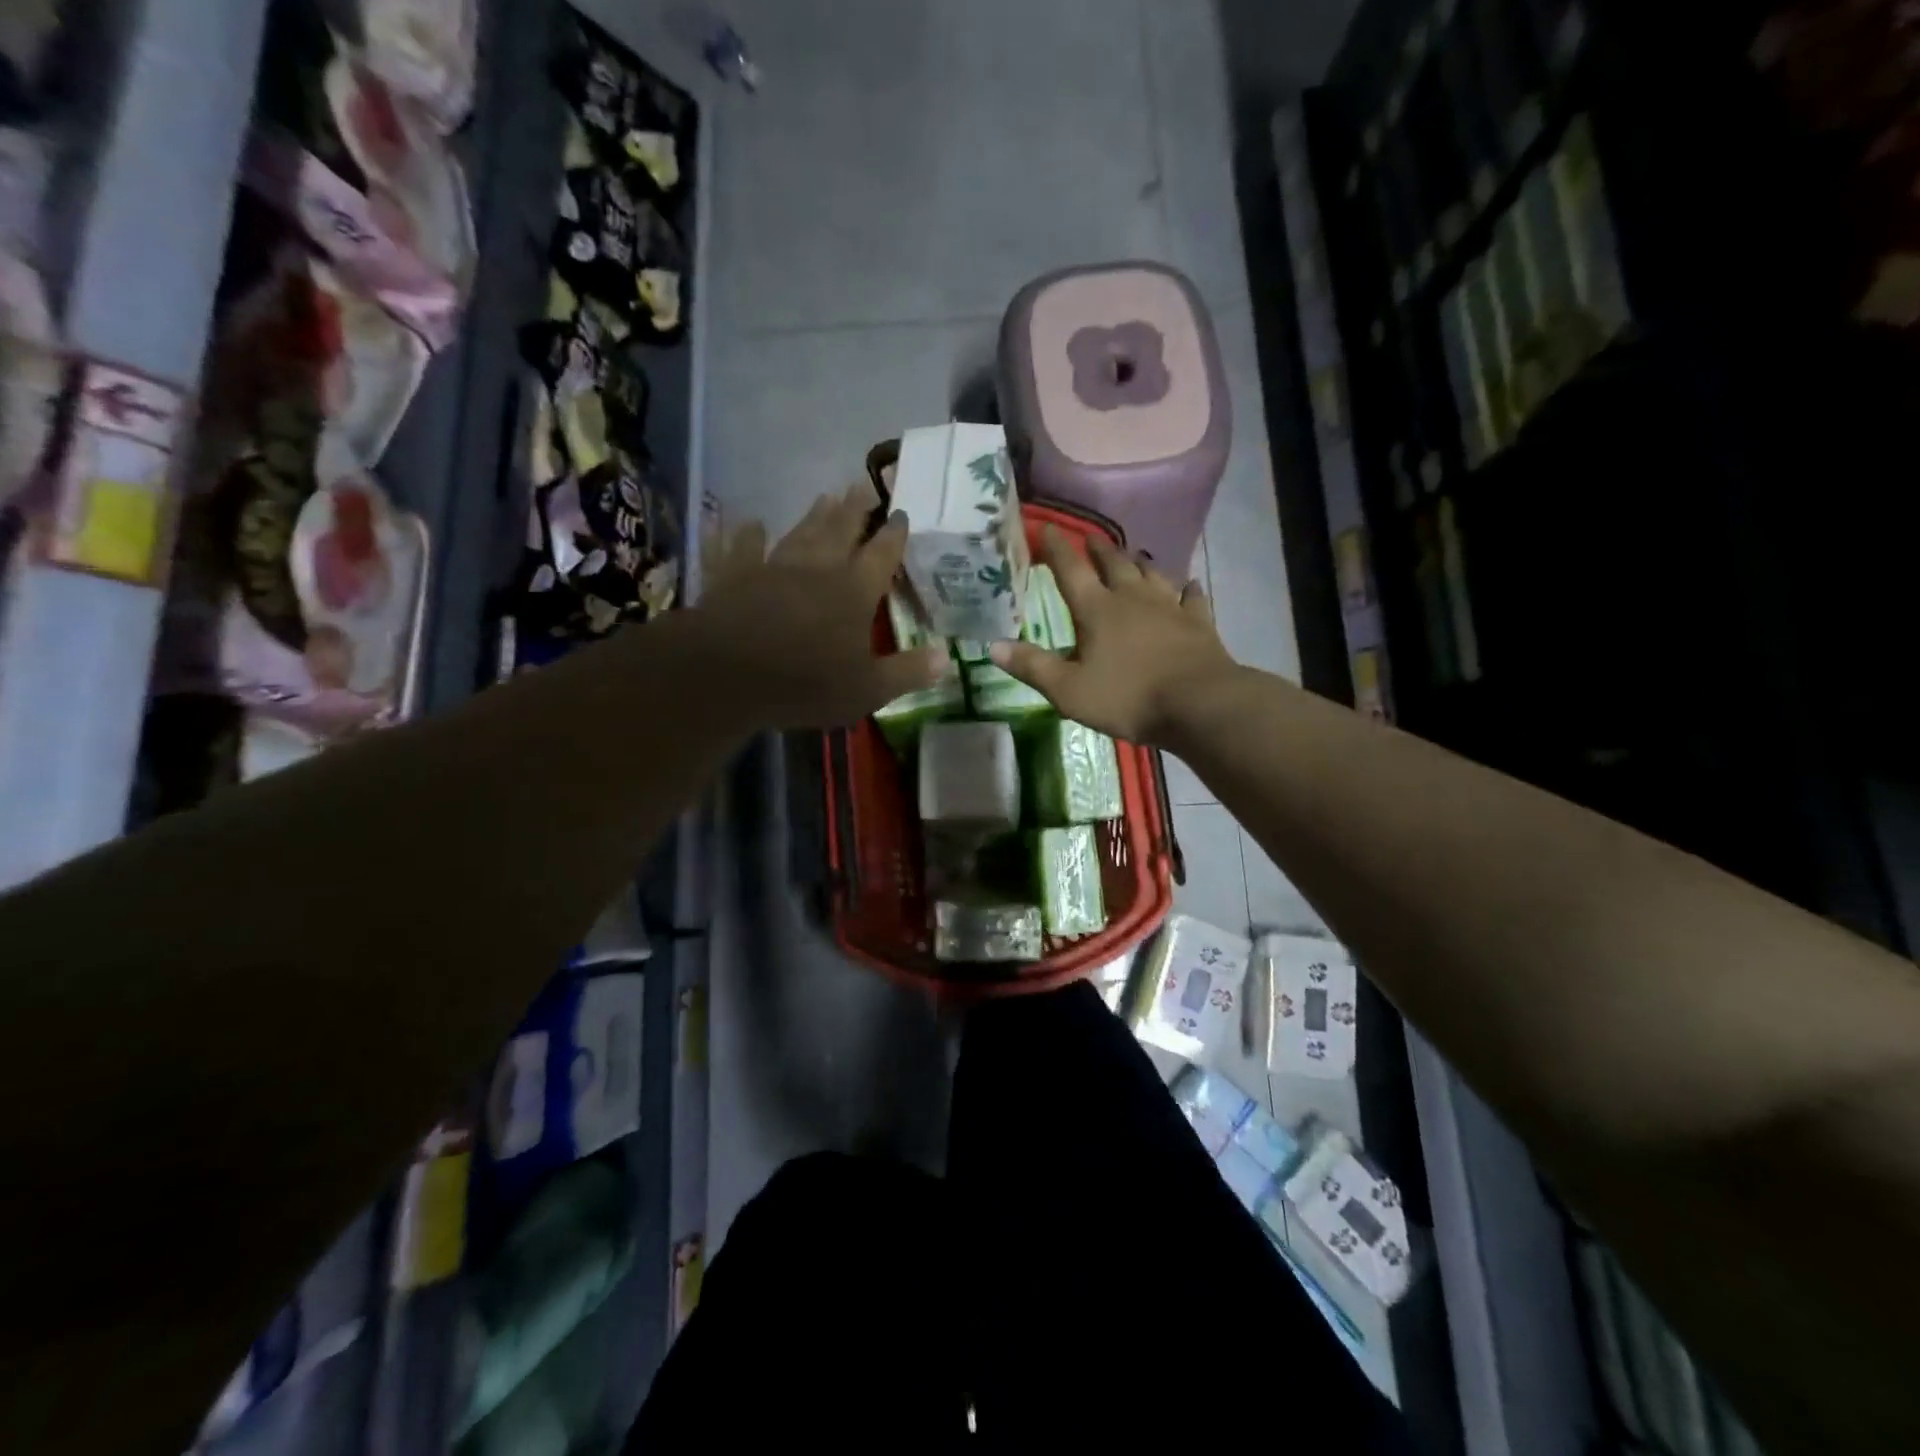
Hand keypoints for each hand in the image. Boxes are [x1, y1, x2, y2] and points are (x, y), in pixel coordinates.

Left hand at [694, 482, 950, 728]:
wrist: (728, 675)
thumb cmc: (806, 683)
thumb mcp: (868, 689)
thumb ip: (907, 672)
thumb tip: (946, 657)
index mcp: (854, 592)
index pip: (882, 556)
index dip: (894, 535)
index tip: (901, 512)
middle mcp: (817, 569)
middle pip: (840, 531)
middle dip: (855, 510)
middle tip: (863, 486)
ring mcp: (773, 568)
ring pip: (799, 533)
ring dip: (813, 515)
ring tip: (824, 495)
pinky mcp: (733, 576)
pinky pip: (738, 549)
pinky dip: (742, 535)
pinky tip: (746, 522)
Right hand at [990, 527, 1235, 744]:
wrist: (1198, 704)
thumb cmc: (1128, 697)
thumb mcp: (1069, 690)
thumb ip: (1032, 666)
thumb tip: (993, 645)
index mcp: (1097, 610)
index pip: (1070, 571)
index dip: (1056, 548)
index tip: (1047, 528)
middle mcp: (1132, 599)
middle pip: (1113, 564)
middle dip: (1098, 549)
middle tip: (1089, 538)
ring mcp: (1169, 607)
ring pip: (1151, 574)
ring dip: (1138, 563)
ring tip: (1132, 556)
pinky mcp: (1198, 623)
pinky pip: (1191, 598)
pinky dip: (1187, 590)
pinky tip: (1188, 585)